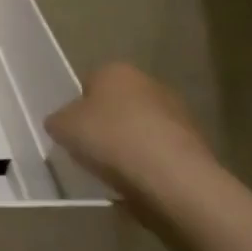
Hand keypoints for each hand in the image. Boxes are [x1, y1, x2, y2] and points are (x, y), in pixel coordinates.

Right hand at [45, 63, 213, 206]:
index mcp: (115, 70)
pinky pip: (158, 150)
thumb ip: (58, 121)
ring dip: (128, 144)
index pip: (88, 84)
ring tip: (114, 172)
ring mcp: (176, 111)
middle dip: (105, 125)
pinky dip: (148, 163)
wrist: (171, 176)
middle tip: (90, 151)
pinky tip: (138, 181)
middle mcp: (148, 82)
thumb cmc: (110, 139)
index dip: (77, 109)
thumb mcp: (62, 127)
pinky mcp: (193, 141)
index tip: (72, 133)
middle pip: (116, 104)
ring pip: (139, 127)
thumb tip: (63, 123)